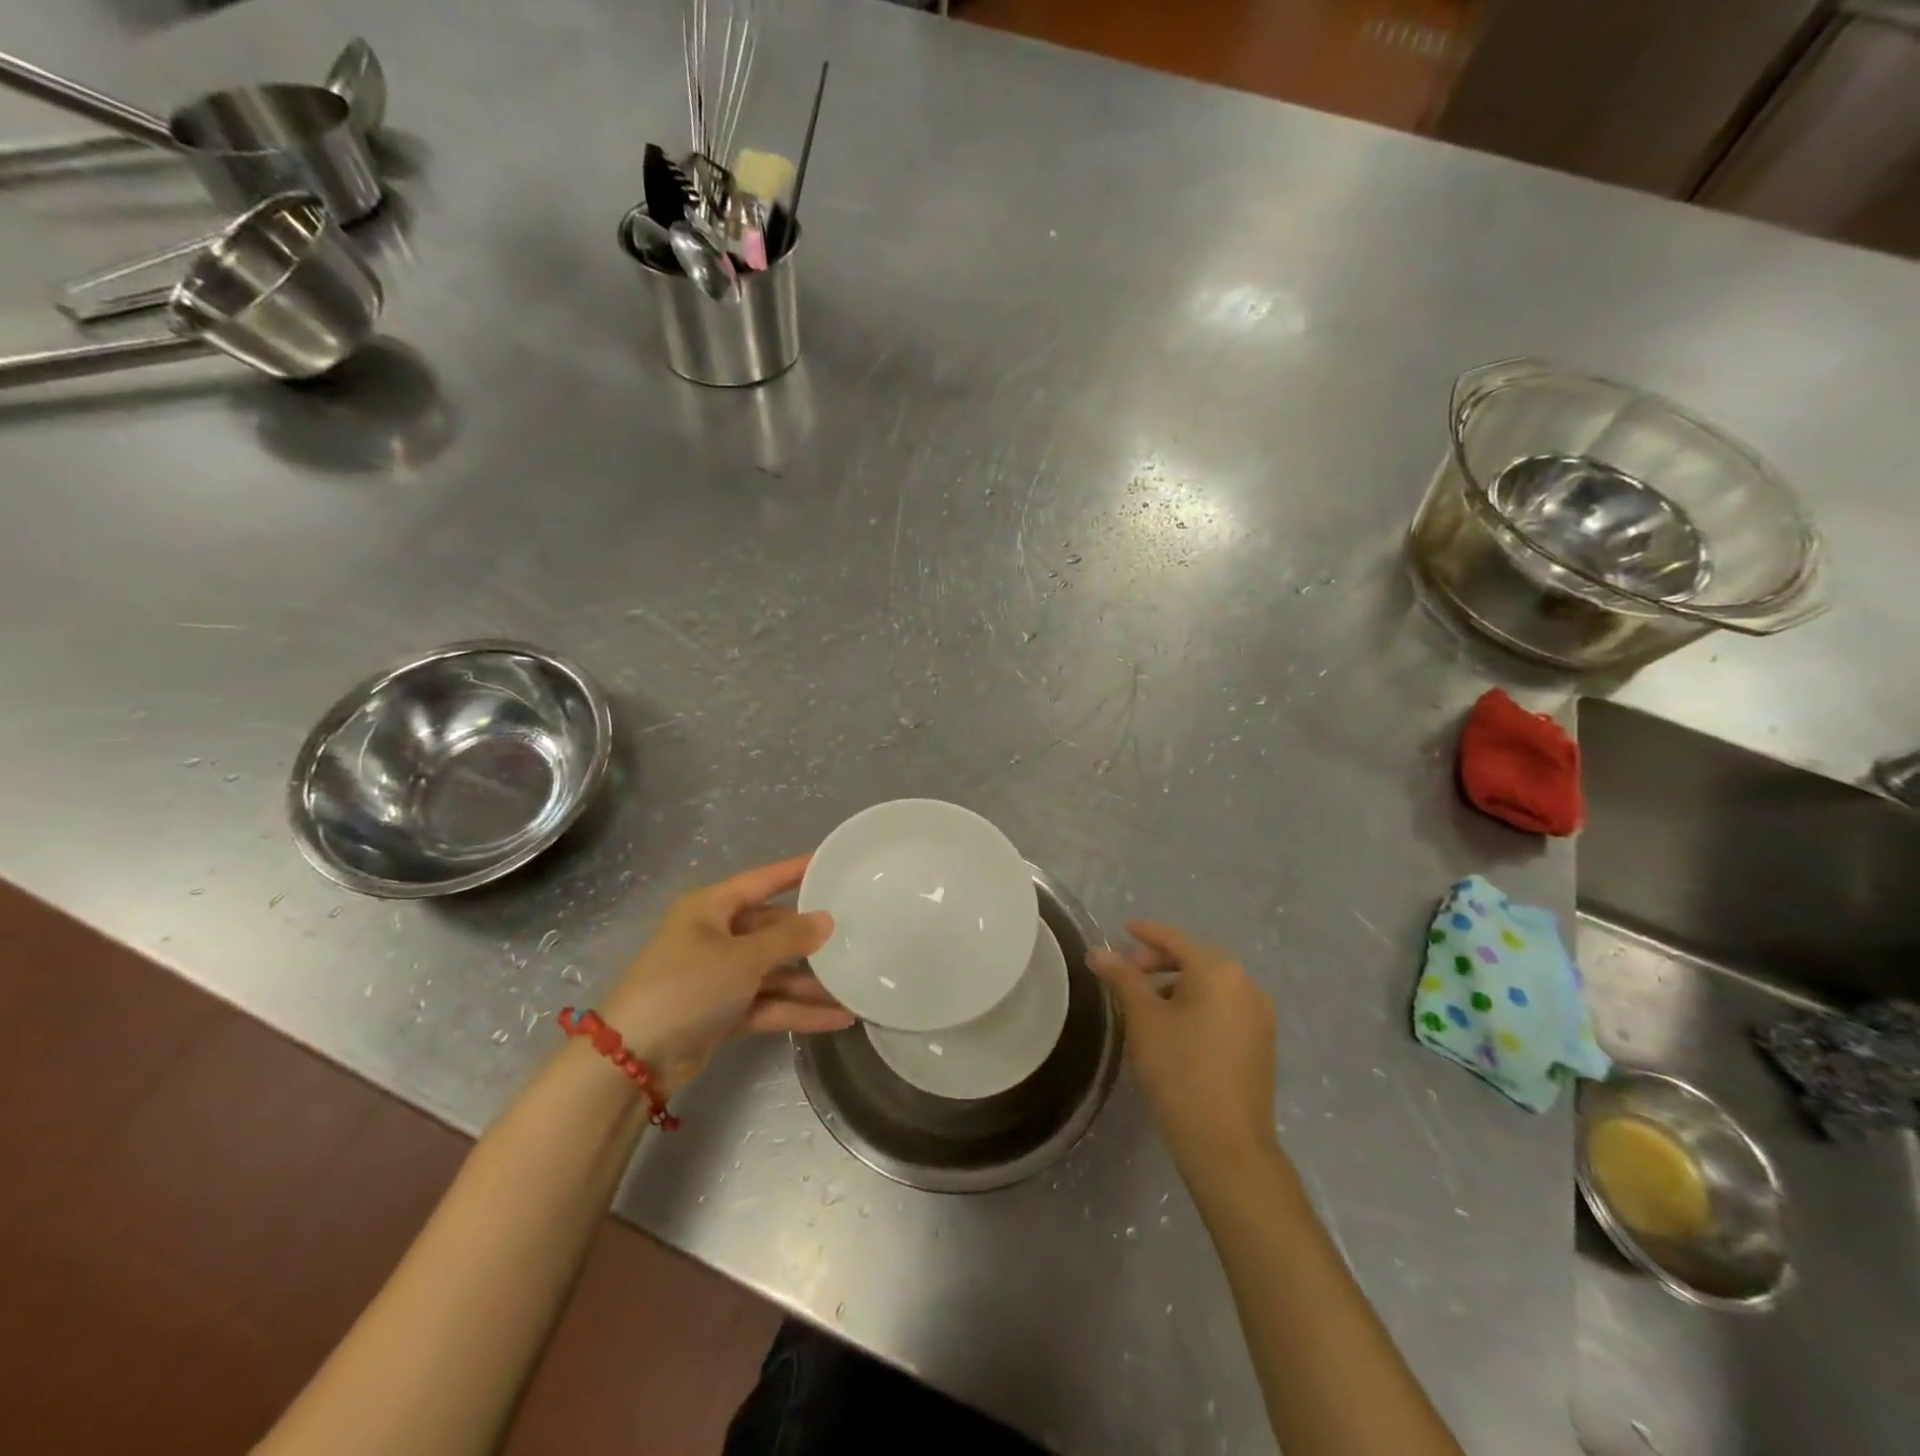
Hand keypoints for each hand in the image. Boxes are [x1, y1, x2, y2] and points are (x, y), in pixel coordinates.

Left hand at [600, 855, 852, 1097]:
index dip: (795, 871)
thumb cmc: (687, 987)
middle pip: (772, 929)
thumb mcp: (742, 957)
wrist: (632, 1060)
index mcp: (710, 908)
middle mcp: (714, 936)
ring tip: (855, 984)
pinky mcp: (722, 1012)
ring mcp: (718, 977)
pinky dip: (797, 1010)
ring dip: (810, 982)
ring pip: (773, 971)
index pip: (762, 880)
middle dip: (810, 938)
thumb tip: (826, 919)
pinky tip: (837, 1017)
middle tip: (855, 932)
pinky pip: (768, 1003)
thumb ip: (788, 939)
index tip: (832, 862)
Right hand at [1089, 920, 1278, 1174]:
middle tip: (1127, 973)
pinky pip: (1223, 1007)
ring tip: (1145, 1002)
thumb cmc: (1179, 1071)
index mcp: (1220, 971)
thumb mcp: (1143, 1019)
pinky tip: (1174, 1025)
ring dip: (1177, 984)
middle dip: (1159, 961)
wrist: (1227, 1145)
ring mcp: (1259, 1015)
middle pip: (1196, 959)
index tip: (1123, 929)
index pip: (1176, 940)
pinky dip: (1197, 1004)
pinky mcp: (1261, 1043)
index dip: (1146, 933)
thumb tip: (1098, 952)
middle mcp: (1247, 984)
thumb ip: (1122, 978)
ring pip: (1210, 985)